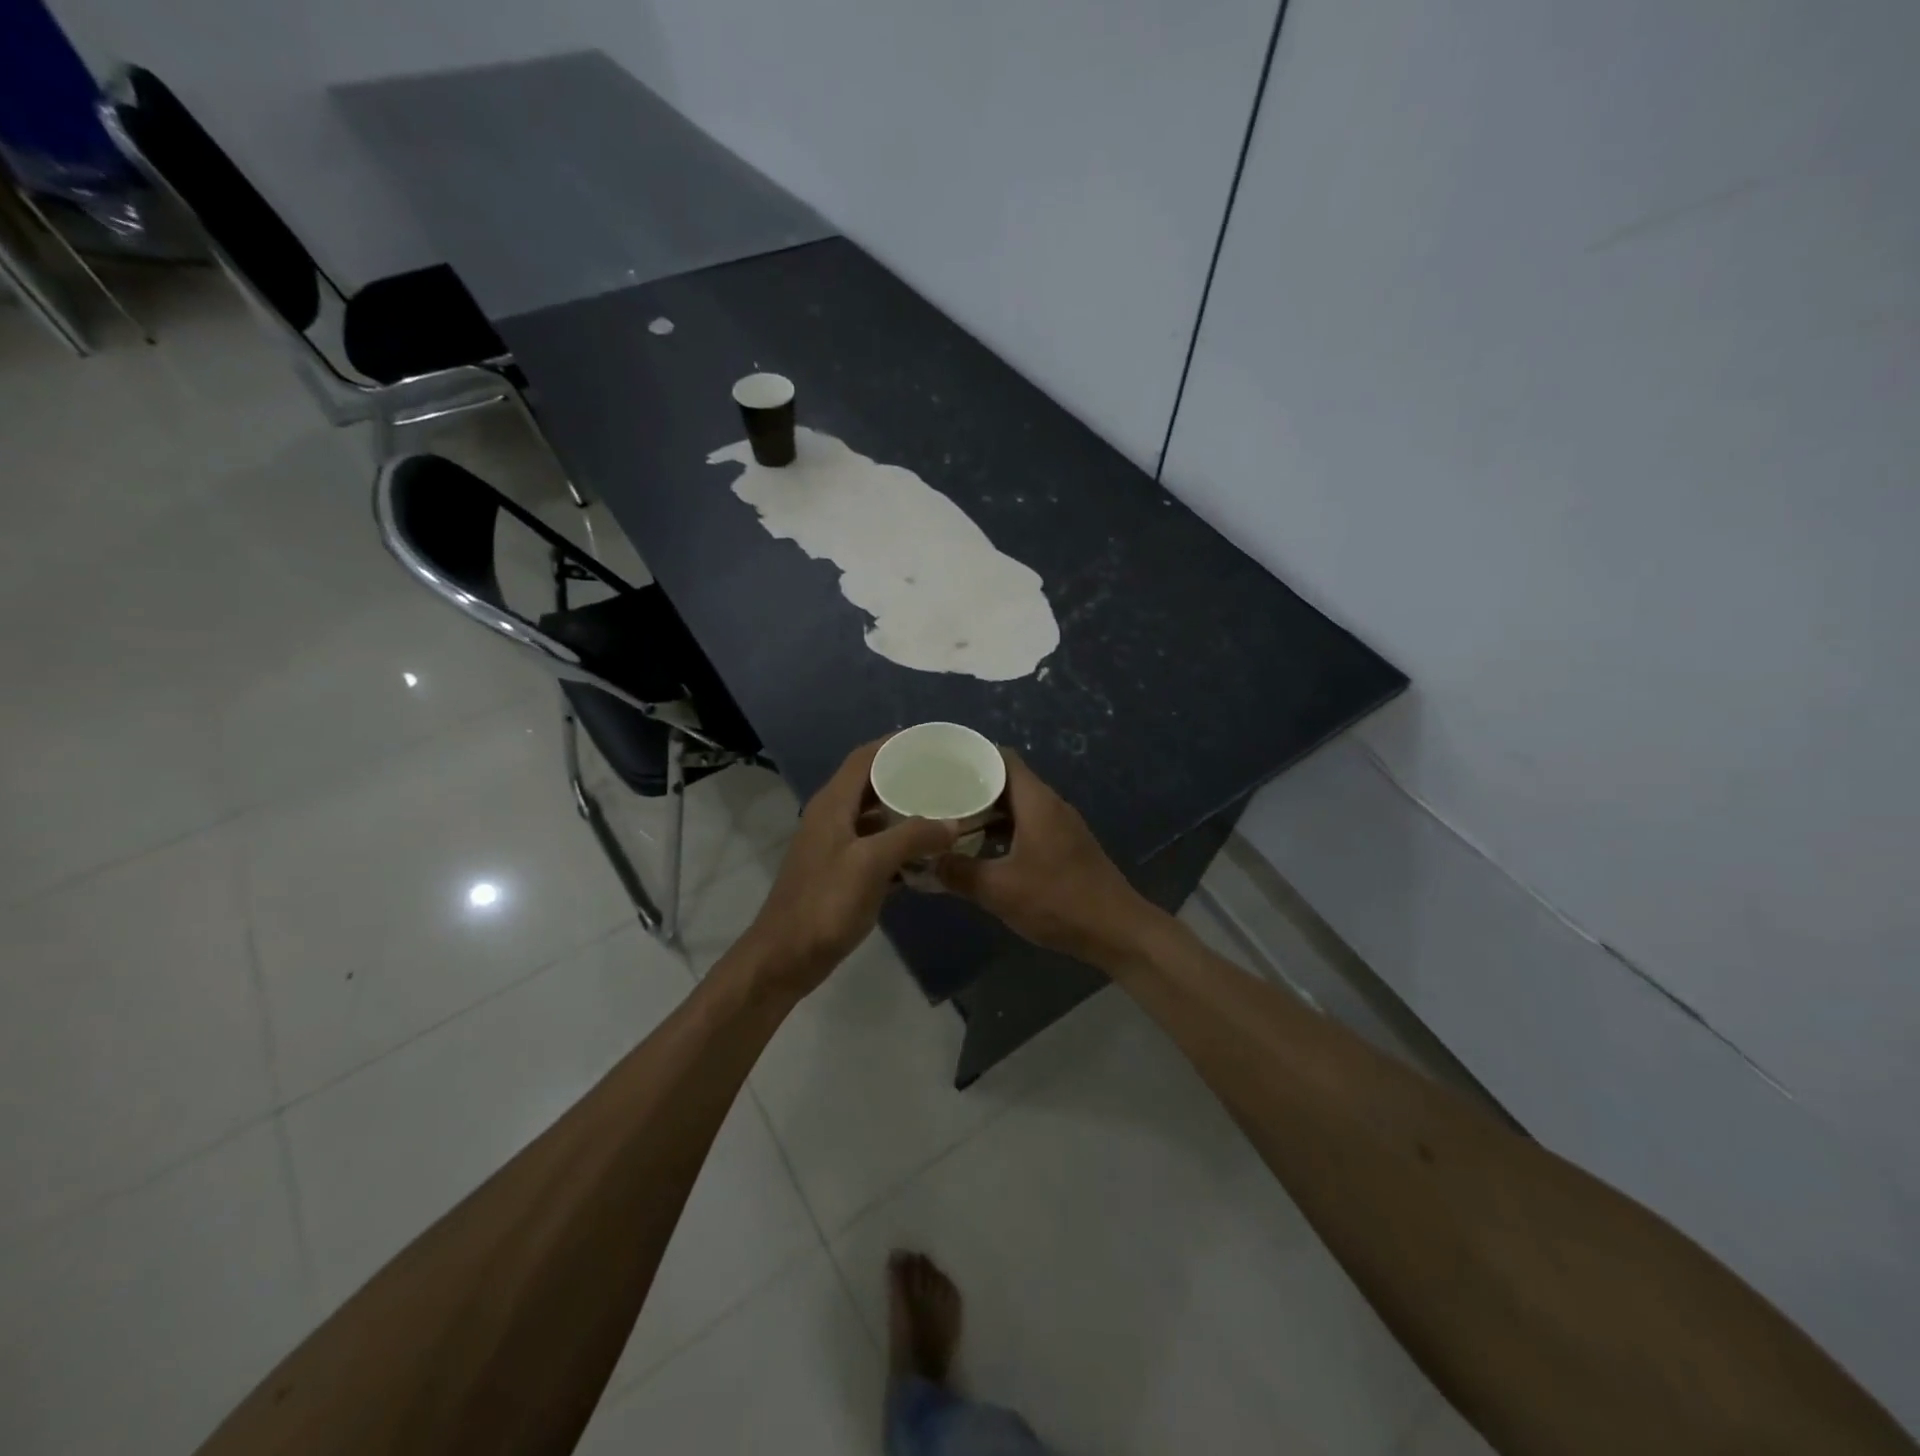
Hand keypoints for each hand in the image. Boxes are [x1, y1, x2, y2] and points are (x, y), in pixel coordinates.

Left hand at [736, 741, 956, 998]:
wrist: (785, 958)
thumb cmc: (825, 905)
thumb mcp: (871, 864)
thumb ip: (912, 837)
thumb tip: (953, 823)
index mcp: (833, 804)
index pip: (865, 758)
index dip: (896, 744)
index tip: (933, 742)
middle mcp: (833, 818)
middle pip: (872, 784)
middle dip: (907, 777)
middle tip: (947, 776)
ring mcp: (836, 847)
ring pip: (876, 817)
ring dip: (906, 812)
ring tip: (945, 810)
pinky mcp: (842, 873)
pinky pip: (877, 847)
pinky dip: (901, 845)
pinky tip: (929, 854)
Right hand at [936, 751, 1165, 969]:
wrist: (1117, 931)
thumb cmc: (1058, 901)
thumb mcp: (999, 889)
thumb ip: (959, 873)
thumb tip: (927, 862)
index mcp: (1037, 801)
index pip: (1002, 758)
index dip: (972, 756)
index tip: (940, 765)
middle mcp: (1050, 805)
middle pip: (1007, 782)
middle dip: (972, 788)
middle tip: (936, 797)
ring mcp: (1061, 827)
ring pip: (1017, 808)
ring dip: (986, 814)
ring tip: (950, 823)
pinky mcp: (1065, 848)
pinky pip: (1027, 827)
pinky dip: (1002, 832)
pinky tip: (980, 852)